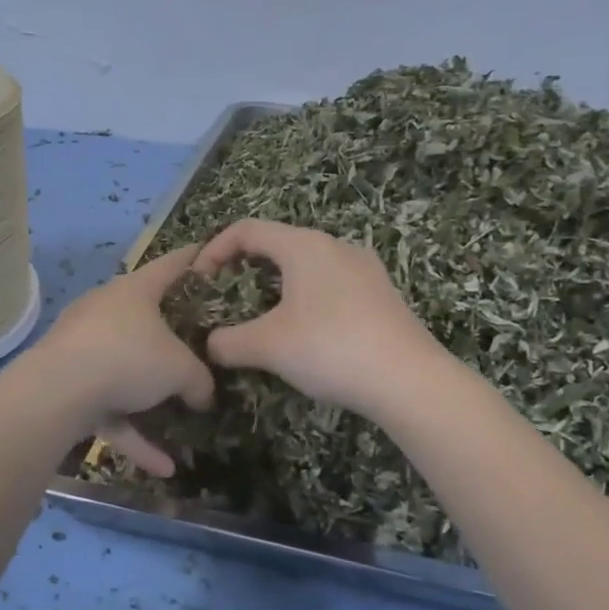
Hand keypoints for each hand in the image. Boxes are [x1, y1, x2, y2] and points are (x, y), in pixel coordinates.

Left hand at [30, 247, 214, 474]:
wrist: (57, 391)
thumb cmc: (128, 357)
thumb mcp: (180, 370)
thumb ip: (200, 380)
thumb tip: (204, 395)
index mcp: (134, 291)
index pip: (170, 265)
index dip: (193, 260)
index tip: (208, 254)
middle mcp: (105, 311)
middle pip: (144, 317)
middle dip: (169, 335)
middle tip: (197, 345)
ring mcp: (81, 347)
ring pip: (124, 369)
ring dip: (151, 399)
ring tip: (183, 423)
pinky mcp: (67, 384)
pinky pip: (108, 408)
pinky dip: (133, 434)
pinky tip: (163, 468)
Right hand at [194, 220, 441, 418]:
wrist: (410, 380)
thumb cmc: (330, 348)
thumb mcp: (268, 346)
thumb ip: (228, 341)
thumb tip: (210, 345)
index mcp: (304, 245)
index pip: (247, 230)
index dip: (214, 249)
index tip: (199, 281)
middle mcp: (335, 246)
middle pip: (278, 244)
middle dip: (245, 268)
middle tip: (227, 299)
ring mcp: (364, 269)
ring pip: (307, 266)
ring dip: (277, 286)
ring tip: (263, 318)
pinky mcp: (381, 295)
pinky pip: (331, 285)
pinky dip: (306, 299)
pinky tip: (306, 334)